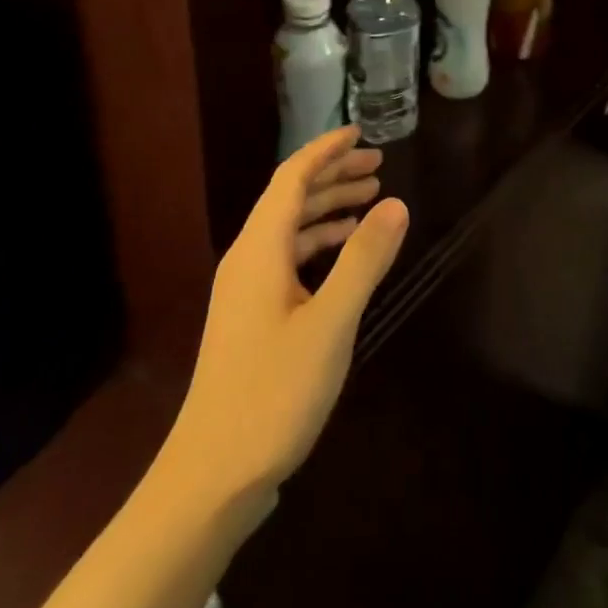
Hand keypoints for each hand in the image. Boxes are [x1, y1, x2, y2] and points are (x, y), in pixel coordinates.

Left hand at [166, 126, 409, 506]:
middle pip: (291, 197)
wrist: (211, 475)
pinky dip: (319, 244)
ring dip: (328, 209)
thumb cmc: (272, 392)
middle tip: (378, 165)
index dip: (325, 150)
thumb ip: (363, 260)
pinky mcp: (251, 316)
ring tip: (370, 201)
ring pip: (290, 229)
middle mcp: (248, 258)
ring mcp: (246, 289)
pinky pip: (288, 258)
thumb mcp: (330, 323)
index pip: (292, 177)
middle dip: (333, 175)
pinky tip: (344, 255)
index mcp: (260, 248)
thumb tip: (396, 203)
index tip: (359, 132)